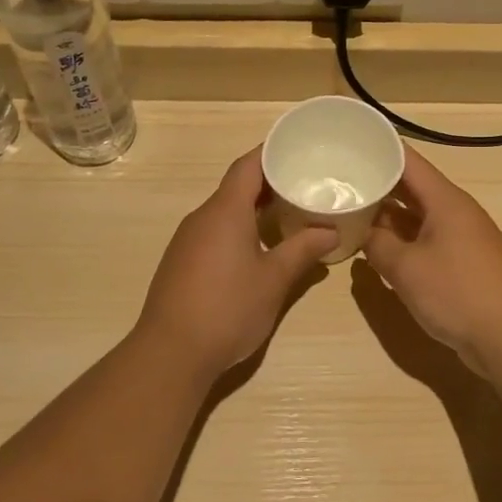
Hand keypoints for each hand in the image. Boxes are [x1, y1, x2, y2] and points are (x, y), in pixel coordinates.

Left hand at [134, 147, 334, 377]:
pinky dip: (238, 229)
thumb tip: (331, 231)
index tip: (297, 149)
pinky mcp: (181, 261)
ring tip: (288, 214)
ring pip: (224, 211)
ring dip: (253, 208)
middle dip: (269, 182)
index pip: (247, 166)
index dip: (271, 152)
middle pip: (236, 187)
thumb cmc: (227, 309)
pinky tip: (257, 248)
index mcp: (225, 211)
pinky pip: (213, 231)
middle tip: (304, 184)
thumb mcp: (274, 280)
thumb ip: (302, 250)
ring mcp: (187, 240)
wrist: (170, 352)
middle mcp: (202, 217)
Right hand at [363, 145, 501, 372]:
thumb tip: (362, 234)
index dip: (378, 148)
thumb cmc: (459, 293)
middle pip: (410, 187)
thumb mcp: (406, 268)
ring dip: (385, 216)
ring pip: (414, 217)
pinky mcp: (460, 264)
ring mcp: (458, 238)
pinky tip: (373, 249)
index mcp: (445, 200)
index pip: (407, 160)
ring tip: (347, 211)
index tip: (347, 143)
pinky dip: (399, 241)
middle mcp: (453, 212)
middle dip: (375, 184)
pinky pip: (422, 241)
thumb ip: (377, 245)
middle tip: (337, 180)